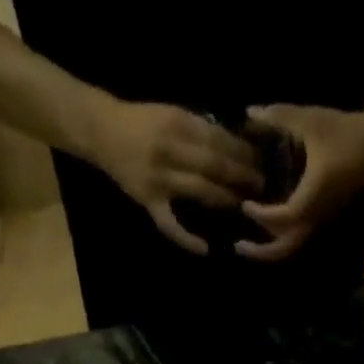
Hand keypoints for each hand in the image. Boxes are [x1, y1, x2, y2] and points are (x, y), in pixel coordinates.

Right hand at [83, 98, 261, 254]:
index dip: (241, 151)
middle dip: (240, 175)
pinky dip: (187, 239)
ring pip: (199, 190)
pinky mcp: (149, 201)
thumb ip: (197, 129)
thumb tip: (231, 144)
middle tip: (261, 185)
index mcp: (177, 123)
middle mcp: (170, 150)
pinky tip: (205, 250)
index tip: (260, 159)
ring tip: (244, 206)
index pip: (217, 138)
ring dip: (224, 199)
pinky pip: (170, 225)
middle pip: (213, 164)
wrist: (102, 131)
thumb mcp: (170, 113)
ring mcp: (159, 179)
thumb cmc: (141, 122)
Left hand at [236, 104, 363, 260]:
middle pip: (287, 247)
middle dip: (262, 251)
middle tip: (238, 246)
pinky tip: (266, 225)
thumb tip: (249, 112)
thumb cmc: (343, 130)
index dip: (262, 215)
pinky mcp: (323, 215)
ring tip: (248, 242)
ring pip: (293, 245)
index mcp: (312, 195)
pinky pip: (299, 235)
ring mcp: (321, 218)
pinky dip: (280, 236)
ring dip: (270, 247)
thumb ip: (278, 117)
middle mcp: (316, 214)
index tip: (245, 204)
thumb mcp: (309, 119)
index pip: (283, 218)